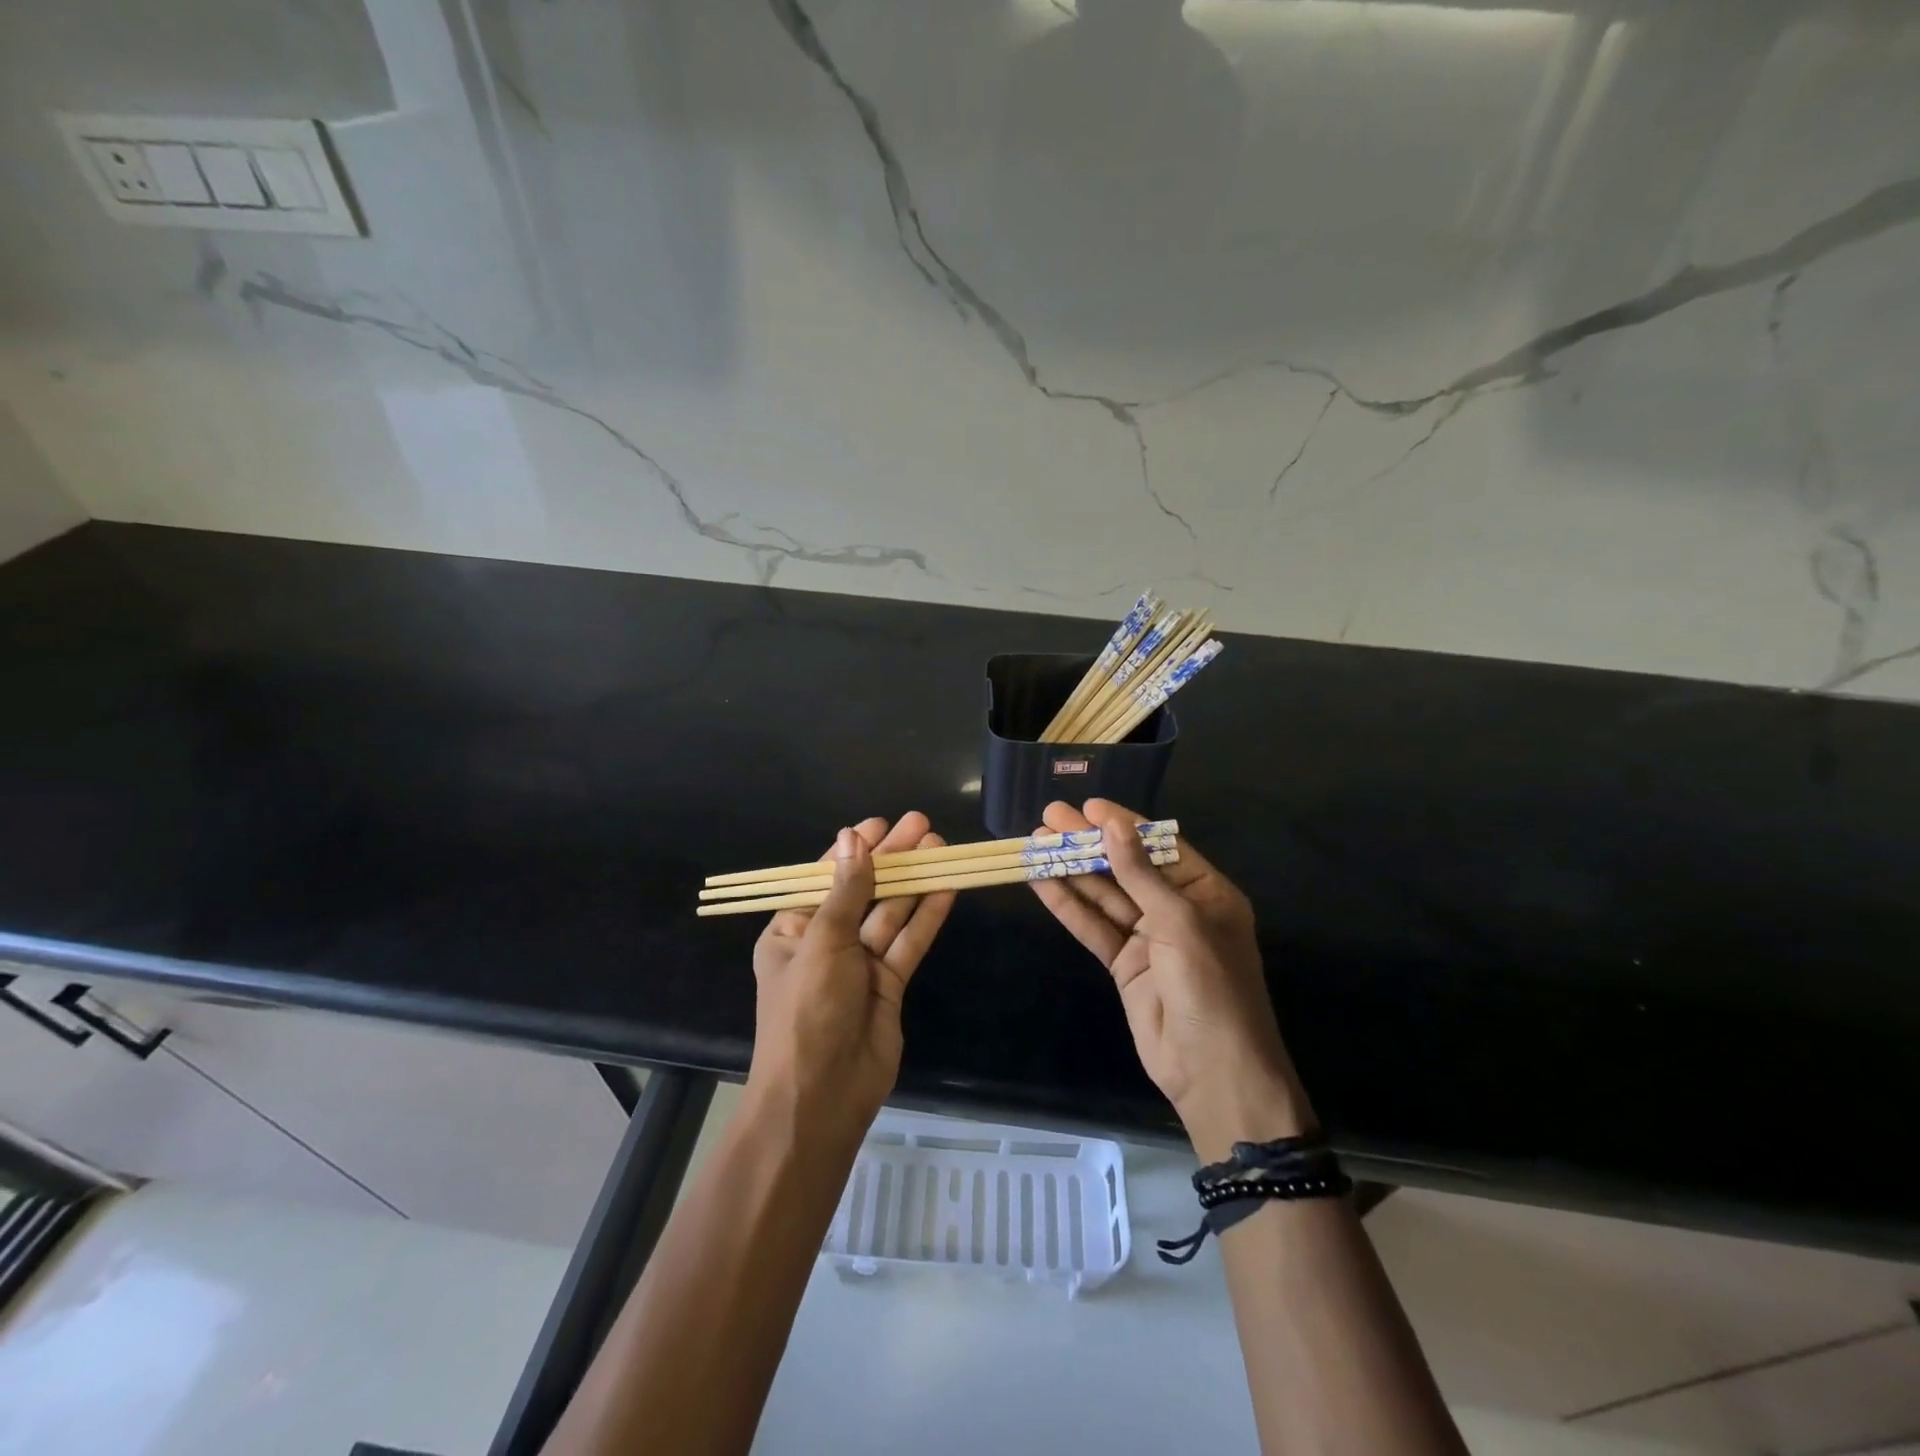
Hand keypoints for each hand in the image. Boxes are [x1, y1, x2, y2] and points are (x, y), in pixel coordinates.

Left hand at [747, 813, 955, 1146]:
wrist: (821, 1098)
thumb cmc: (807, 1011)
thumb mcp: (822, 942)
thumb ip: (846, 890)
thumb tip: (853, 838)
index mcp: (792, 930)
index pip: (825, 878)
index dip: (854, 849)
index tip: (880, 823)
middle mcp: (826, 943)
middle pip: (864, 890)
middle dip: (892, 858)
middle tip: (922, 824)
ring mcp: (860, 965)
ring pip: (891, 913)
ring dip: (914, 881)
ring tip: (940, 846)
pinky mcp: (890, 985)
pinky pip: (909, 942)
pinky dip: (926, 916)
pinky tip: (946, 887)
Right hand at [1030, 799, 1313, 1160]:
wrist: (1212, 1071)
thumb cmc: (1211, 986)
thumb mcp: (1180, 922)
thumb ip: (1141, 874)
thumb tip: (1114, 824)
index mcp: (1206, 893)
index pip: (1159, 846)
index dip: (1124, 824)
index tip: (1089, 806)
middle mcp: (1176, 909)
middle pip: (1125, 867)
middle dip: (1089, 843)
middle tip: (1050, 817)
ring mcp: (1147, 938)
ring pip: (1103, 895)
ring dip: (1071, 870)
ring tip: (1035, 842)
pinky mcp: (1123, 964)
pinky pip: (1093, 927)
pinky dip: (1067, 905)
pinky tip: (1040, 881)